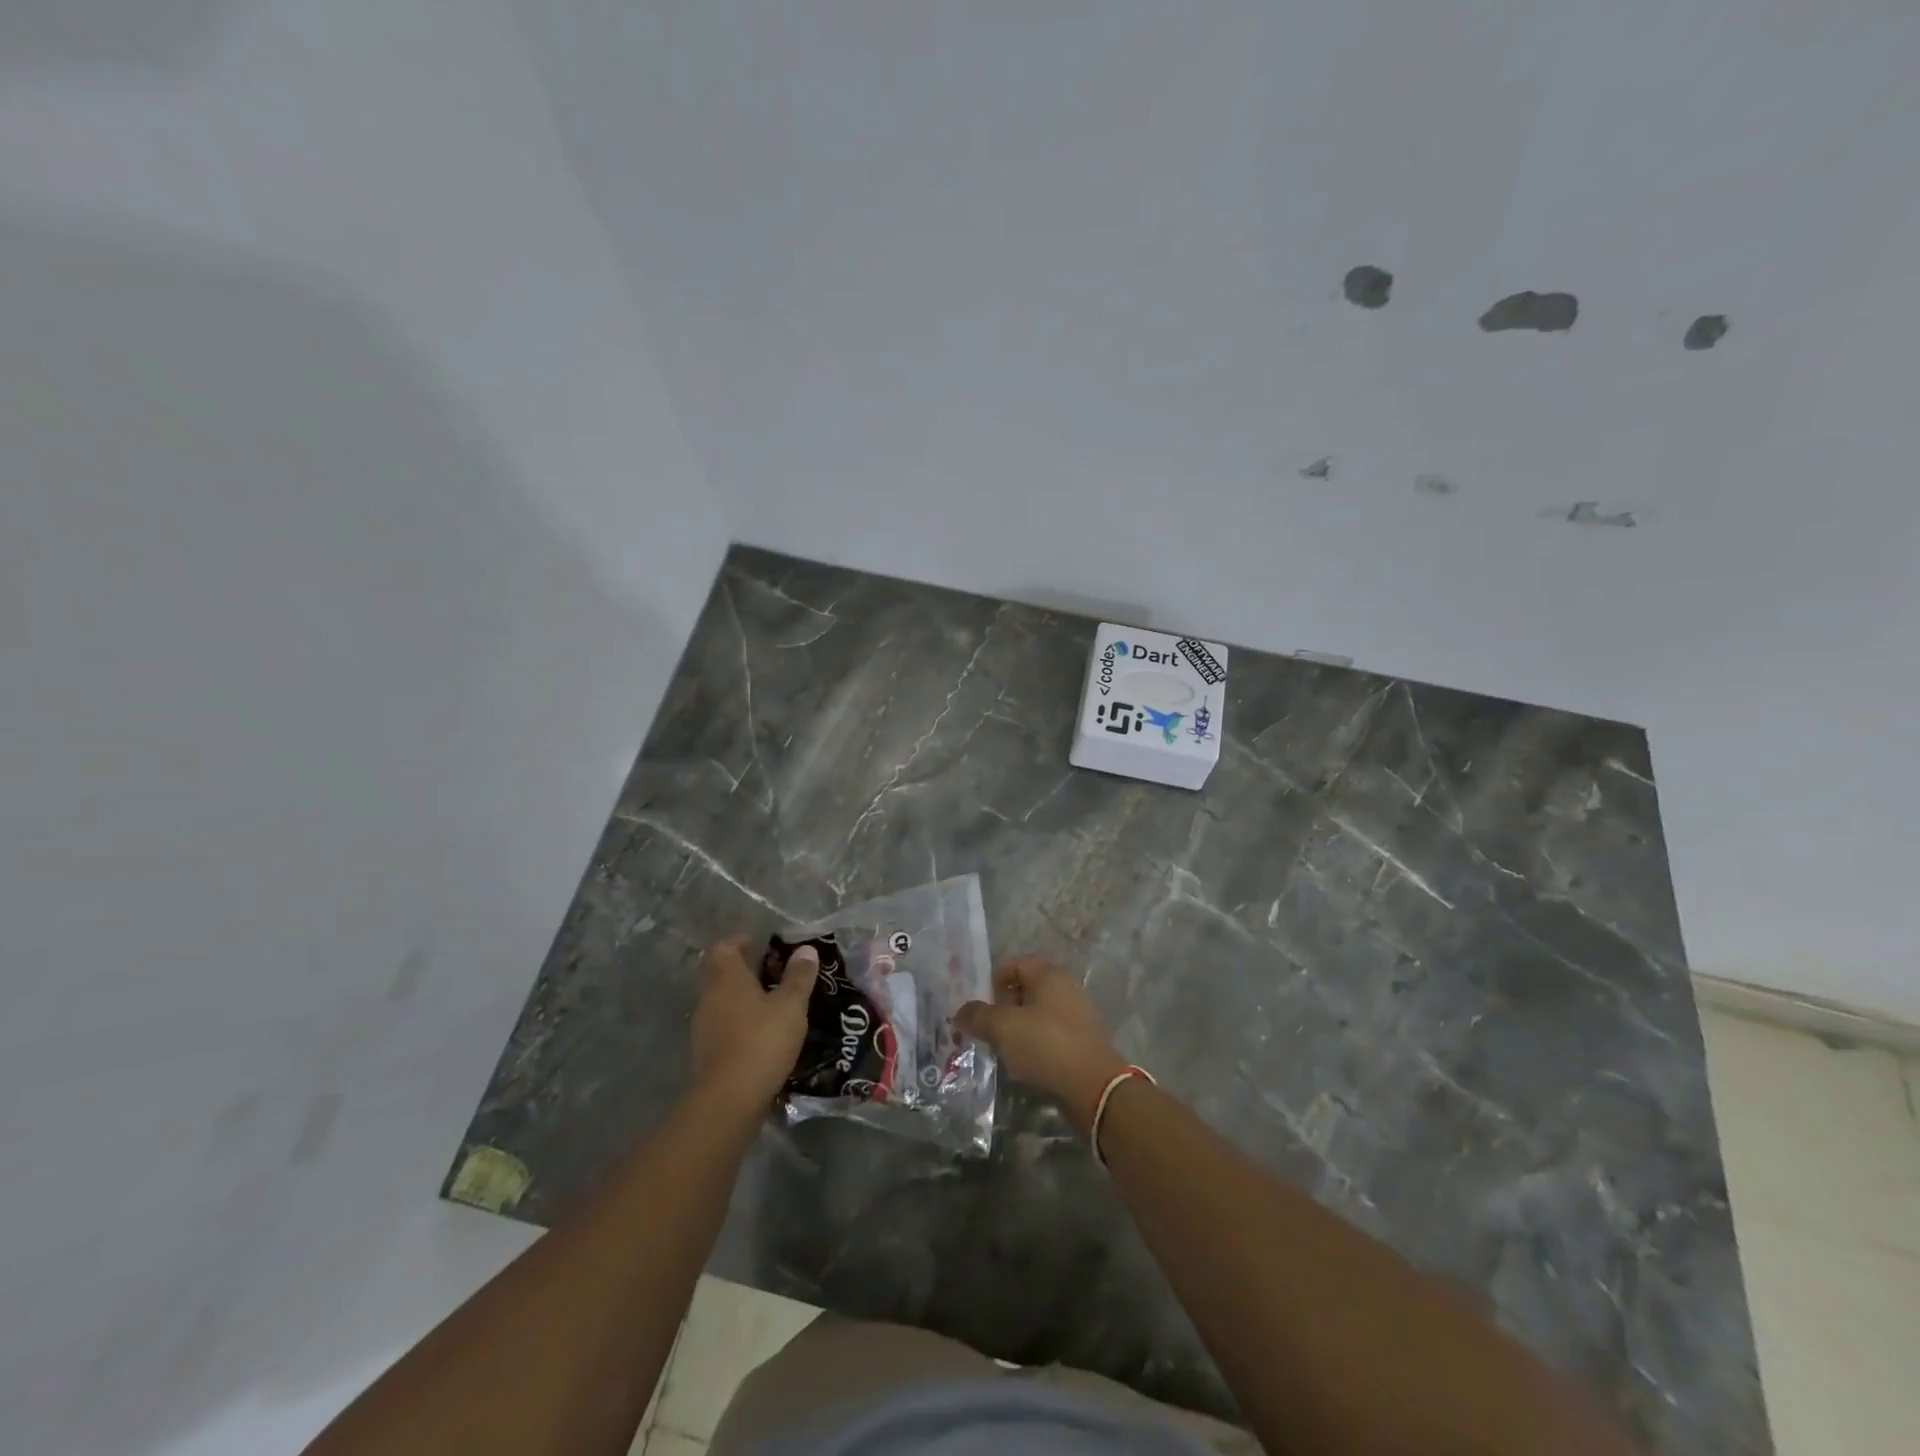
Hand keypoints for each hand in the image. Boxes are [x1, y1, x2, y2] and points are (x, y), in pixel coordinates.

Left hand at [691, 935, 816, 1111]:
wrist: (729, 1099)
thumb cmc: (762, 1041)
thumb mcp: (790, 1006)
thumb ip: (798, 977)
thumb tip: (806, 949)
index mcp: (727, 978)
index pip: (724, 948)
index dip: (740, 942)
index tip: (761, 943)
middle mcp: (709, 997)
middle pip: (719, 972)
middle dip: (742, 968)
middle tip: (770, 969)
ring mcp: (704, 1026)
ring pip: (720, 999)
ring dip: (740, 995)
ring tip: (770, 1000)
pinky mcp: (707, 1052)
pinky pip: (722, 1024)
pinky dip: (738, 1020)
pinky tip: (760, 1031)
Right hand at [955, 957, 1126, 1134]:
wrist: (1095, 1089)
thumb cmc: (1046, 1046)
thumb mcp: (1004, 1028)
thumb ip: (978, 1016)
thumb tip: (960, 1012)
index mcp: (1049, 974)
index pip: (1012, 965)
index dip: (992, 983)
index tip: (980, 1009)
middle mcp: (1065, 988)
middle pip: (1024, 989)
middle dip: (1002, 1008)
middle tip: (988, 1031)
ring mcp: (1076, 1015)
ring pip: (1036, 1014)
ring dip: (1017, 1029)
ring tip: (1003, 1051)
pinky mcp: (1081, 1042)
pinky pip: (1049, 1035)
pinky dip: (1034, 1045)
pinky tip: (1025, 1065)